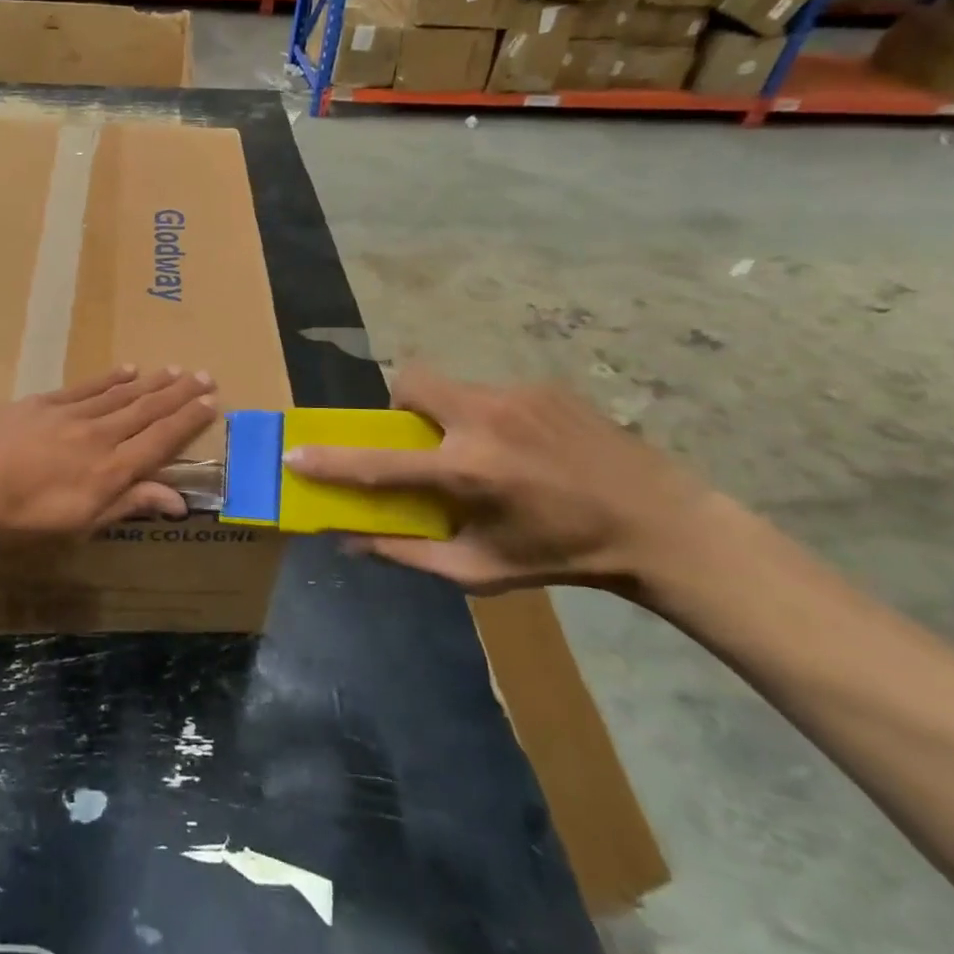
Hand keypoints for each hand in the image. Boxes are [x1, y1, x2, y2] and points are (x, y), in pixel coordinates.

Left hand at [0, 366, 219, 545]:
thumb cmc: (22, 518)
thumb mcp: (80, 524)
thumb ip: (129, 505)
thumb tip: (178, 500)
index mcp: (111, 470)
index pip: (160, 440)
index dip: (188, 421)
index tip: (211, 402)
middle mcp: (99, 436)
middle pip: (147, 411)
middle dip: (178, 394)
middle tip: (205, 375)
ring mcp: (71, 415)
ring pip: (121, 394)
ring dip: (151, 382)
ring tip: (175, 369)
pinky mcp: (44, 403)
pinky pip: (86, 387)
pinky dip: (110, 378)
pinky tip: (127, 369)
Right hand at [283, 368, 720, 601]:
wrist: (658, 523)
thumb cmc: (562, 557)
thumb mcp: (481, 570)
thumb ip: (409, 554)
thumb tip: (350, 541)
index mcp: (467, 473)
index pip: (379, 463)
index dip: (331, 461)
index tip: (295, 455)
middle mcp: (484, 421)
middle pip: (410, 382)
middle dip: (398, 406)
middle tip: (420, 441)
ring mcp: (516, 395)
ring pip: (452, 388)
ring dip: (447, 416)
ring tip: (485, 453)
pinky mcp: (543, 386)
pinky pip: (490, 392)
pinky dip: (487, 417)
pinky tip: (525, 449)